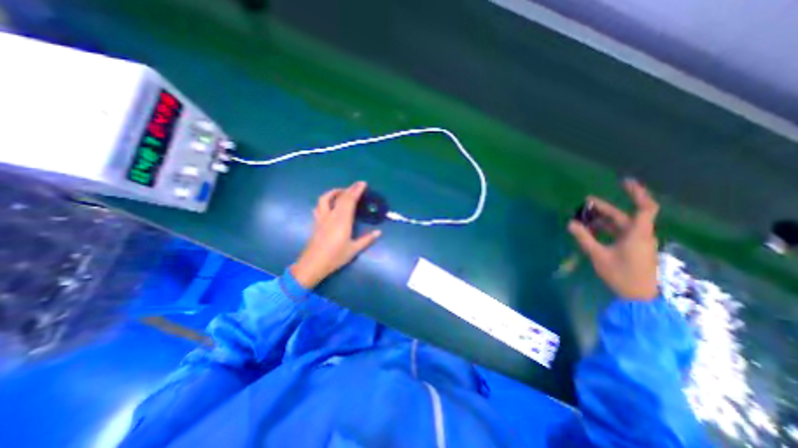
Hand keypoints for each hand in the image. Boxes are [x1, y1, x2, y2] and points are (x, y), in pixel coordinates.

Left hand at [291, 180, 381, 288]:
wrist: (312, 265)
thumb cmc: (335, 257)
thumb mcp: (353, 250)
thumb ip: (366, 240)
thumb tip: (379, 232)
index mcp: (342, 221)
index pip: (349, 201)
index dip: (356, 190)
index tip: (363, 184)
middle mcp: (331, 216)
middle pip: (339, 197)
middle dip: (349, 188)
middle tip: (358, 185)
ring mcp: (322, 218)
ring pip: (325, 199)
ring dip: (334, 192)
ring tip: (342, 192)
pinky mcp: (316, 223)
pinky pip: (319, 207)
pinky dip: (325, 200)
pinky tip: (329, 204)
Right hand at [567, 179, 661, 300]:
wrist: (637, 297)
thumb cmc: (620, 274)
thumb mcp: (598, 255)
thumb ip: (584, 238)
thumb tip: (571, 223)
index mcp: (638, 234)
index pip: (644, 208)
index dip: (637, 193)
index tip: (624, 182)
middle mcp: (641, 235)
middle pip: (624, 216)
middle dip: (605, 209)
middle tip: (585, 203)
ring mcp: (638, 243)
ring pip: (621, 225)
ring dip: (603, 220)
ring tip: (584, 218)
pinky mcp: (634, 249)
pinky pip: (619, 233)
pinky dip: (606, 229)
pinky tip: (592, 231)